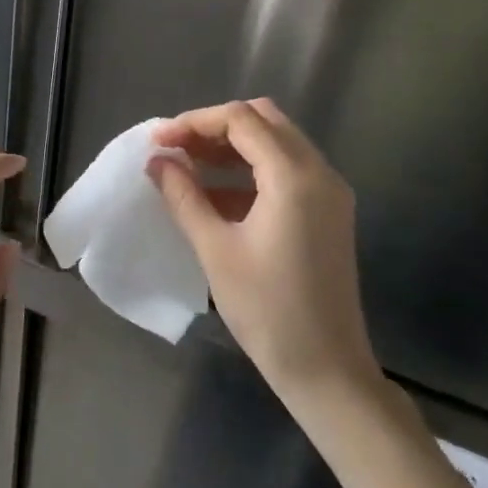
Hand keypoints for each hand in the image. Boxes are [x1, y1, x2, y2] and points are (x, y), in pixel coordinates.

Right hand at [147, 99, 378, 401]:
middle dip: (214, 128)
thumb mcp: (215, 249)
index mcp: (294, 177)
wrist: (325, 367)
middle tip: (174, 148)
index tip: (158, 141)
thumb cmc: (266, 309)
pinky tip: (214, 194)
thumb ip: (184, 196)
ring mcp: (329, 193)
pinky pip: (286, 172)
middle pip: (263, 121)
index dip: (194, 122)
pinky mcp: (327, 213)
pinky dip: (249, 171)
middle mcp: (319, 173)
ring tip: (186, 167)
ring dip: (231, 147)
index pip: (241, 120)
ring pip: (276, 144)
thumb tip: (158, 162)